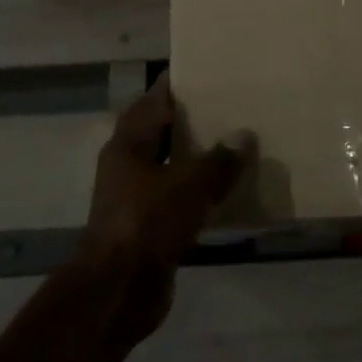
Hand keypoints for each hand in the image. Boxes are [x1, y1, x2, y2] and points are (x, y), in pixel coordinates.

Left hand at [72, 72, 256, 340]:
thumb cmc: (147, 223)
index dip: (177, 84)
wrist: (118, 291)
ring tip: (236, 144)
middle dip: (192, 119)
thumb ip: (219, 160)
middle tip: (230, 105)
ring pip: (171, 166)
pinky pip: (178, 198)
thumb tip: (244, 135)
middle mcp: (128, 165)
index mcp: (129, 144)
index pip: (154, 100)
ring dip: (197, 157)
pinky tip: (228, 190)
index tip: (208, 71)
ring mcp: (136, 197)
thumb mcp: (189, 185)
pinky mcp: (148, 226)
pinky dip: (199, 191)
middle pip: (162, 131)